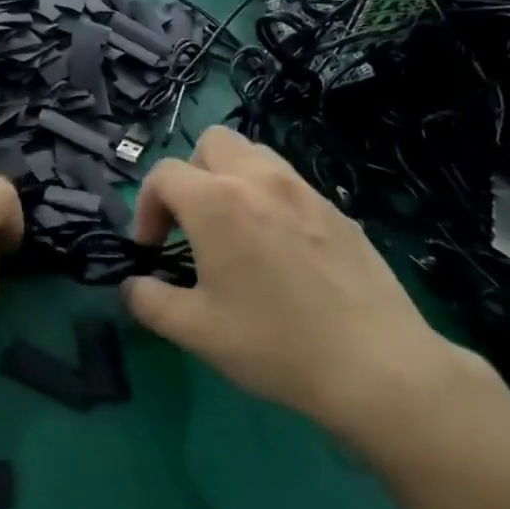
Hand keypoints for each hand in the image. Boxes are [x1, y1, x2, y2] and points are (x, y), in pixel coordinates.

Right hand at [122, 126, 477, 451]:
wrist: (375, 365)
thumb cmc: (273, 343)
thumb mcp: (193, 330)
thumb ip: (148, 300)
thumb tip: (133, 286)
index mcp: (217, 202)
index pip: (163, 174)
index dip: (146, 208)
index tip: (153, 251)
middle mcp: (260, 181)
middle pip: (211, 143)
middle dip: (190, 176)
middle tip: (192, 225)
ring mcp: (305, 191)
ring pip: (255, 155)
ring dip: (230, 180)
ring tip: (234, 232)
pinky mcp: (338, 212)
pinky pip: (290, 184)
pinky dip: (269, 200)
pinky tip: (280, 253)